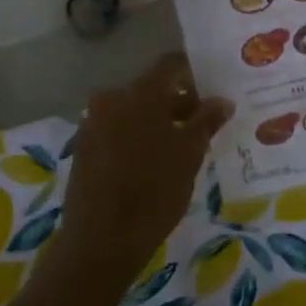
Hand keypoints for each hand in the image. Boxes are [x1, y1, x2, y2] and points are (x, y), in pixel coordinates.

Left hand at [51, 54, 231, 286]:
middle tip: (205, 123)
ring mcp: (93, 122)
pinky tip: (154, 161)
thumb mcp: (189, 155)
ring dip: (158, 121)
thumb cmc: (153, 192)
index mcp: (140, 93)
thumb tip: (222, 100)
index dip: (193, 72)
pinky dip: (137, 136)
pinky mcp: (84, 147)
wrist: (100, 240)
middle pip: (151, 89)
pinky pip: (117, 129)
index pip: (170, 65)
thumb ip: (206, 121)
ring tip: (183, 146)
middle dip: (179, 102)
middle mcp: (112, 98)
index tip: (213, 87)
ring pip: (134, 111)